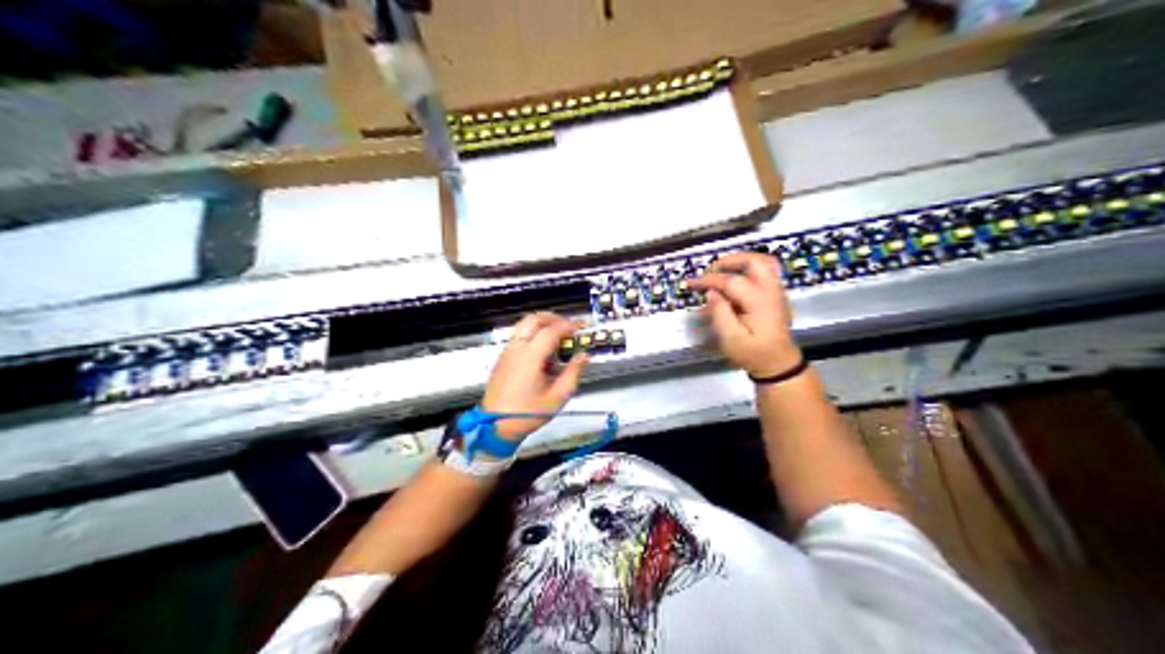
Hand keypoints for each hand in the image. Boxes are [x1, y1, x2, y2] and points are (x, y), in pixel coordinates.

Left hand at [483, 312, 593, 439]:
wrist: (495, 425)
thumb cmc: (527, 414)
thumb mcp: (558, 397)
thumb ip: (573, 373)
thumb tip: (583, 357)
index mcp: (530, 356)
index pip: (551, 330)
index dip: (569, 326)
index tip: (581, 328)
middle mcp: (516, 349)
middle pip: (534, 319)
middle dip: (553, 318)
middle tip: (568, 326)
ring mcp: (507, 352)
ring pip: (523, 325)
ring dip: (542, 325)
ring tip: (557, 336)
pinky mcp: (502, 359)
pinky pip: (518, 337)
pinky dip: (532, 334)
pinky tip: (543, 350)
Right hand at [691, 253, 800, 377]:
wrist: (778, 364)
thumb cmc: (753, 353)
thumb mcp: (731, 339)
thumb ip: (719, 313)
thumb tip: (711, 293)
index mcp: (758, 300)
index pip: (730, 281)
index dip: (708, 280)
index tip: (691, 283)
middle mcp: (770, 290)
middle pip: (753, 261)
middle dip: (729, 261)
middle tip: (710, 271)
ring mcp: (776, 291)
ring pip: (763, 262)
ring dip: (741, 262)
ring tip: (722, 270)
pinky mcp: (776, 294)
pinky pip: (766, 271)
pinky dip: (748, 269)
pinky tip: (735, 280)